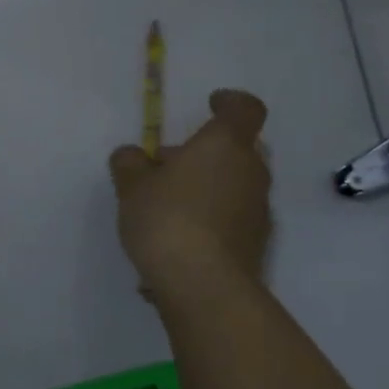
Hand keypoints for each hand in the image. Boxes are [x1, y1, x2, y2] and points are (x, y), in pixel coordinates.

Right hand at [110, 89, 271, 292]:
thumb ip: (130, 163)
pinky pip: (230, 219)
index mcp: (224, 145)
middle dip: (202, 153)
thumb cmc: (167, 219)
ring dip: (205, 187)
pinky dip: (208, 220)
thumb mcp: (132, 186)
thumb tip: (132, 156)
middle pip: (234, 150)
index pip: (244, 109)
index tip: (210, 103)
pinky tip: (175, 243)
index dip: (229, 102)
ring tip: (163, 210)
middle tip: (164, 167)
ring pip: (232, 185)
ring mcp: (258, 210)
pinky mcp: (256, 244)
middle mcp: (250, 172)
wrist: (203, 286)